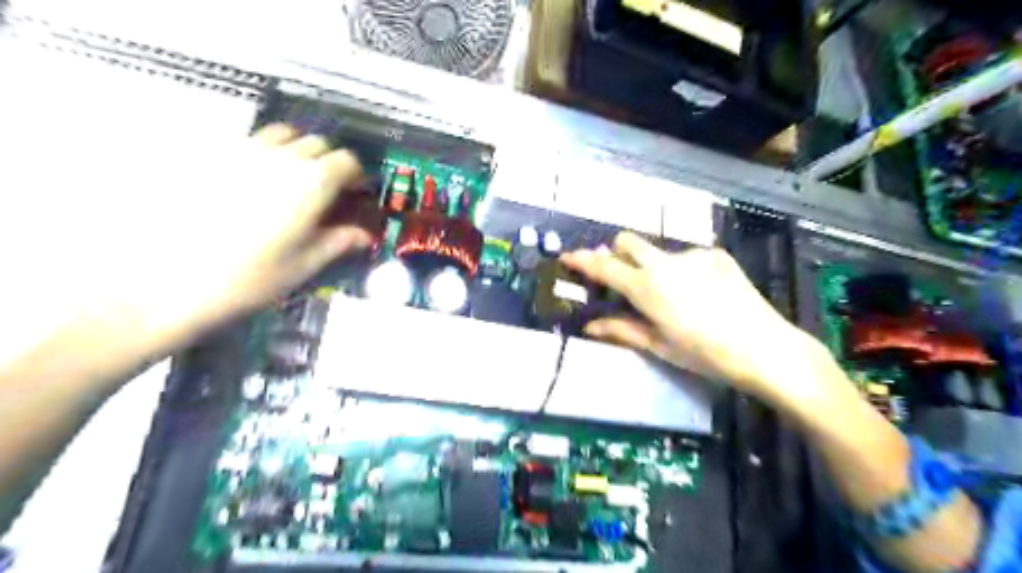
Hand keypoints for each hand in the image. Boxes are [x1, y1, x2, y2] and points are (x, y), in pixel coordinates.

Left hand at [17, 122, 369, 357]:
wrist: (168, 281)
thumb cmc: (248, 278)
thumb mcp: (303, 265)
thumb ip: (338, 242)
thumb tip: (364, 236)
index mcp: (310, 184)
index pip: (346, 161)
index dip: (355, 175)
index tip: (354, 193)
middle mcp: (280, 159)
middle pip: (317, 143)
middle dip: (329, 162)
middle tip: (326, 191)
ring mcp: (242, 153)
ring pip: (282, 135)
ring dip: (297, 151)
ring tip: (292, 180)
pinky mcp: (211, 157)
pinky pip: (249, 143)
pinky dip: (264, 155)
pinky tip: (255, 184)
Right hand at [557, 234, 836, 411]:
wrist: (765, 348)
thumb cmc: (705, 355)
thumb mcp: (660, 346)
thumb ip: (622, 330)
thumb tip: (591, 326)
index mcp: (647, 287)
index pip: (604, 267)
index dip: (582, 260)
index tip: (568, 256)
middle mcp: (666, 262)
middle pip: (628, 241)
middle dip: (616, 252)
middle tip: (621, 276)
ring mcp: (693, 255)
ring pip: (660, 252)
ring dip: (653, 267)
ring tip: (674, 297)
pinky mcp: (716, 255)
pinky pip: (688, 257)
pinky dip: (682, 271)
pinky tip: (701, 294)